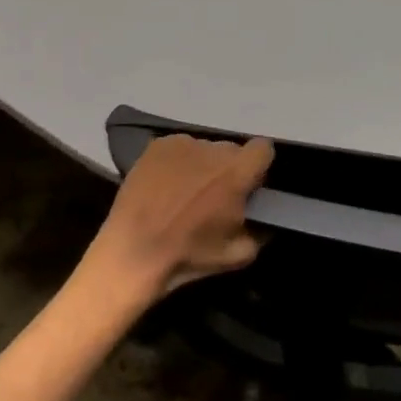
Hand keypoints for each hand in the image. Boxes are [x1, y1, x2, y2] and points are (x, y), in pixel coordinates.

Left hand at [91, 135, 273, 299]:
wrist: (133, 252)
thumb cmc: (188, 255)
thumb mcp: (237, 255)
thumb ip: (261, 232)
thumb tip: (266, 219)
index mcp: (235, 174)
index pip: (263, 149)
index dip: (259, 166)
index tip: (250, 183)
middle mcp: (211, 150)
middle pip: (232, 150)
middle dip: (229, 168)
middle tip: (216, 192)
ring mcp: (181, 144)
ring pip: (204, 148)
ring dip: (203, 164)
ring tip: (186, 189)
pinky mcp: (156, 146)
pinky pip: (179, 147)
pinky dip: (179, 161)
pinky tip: (166, 183)